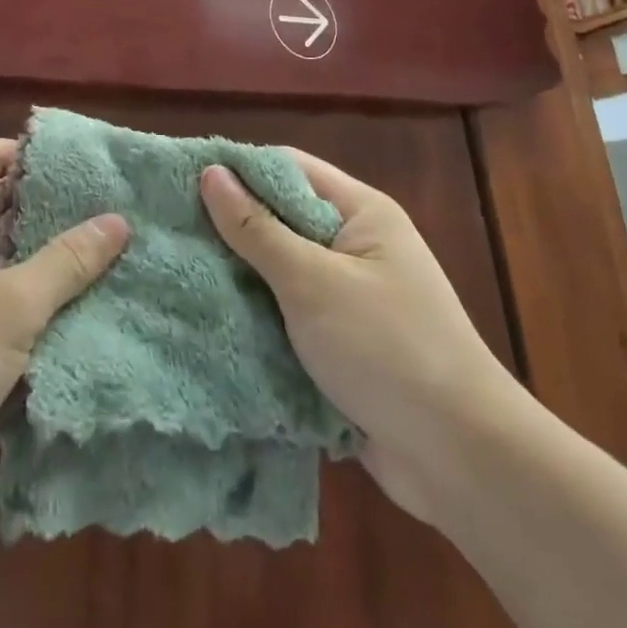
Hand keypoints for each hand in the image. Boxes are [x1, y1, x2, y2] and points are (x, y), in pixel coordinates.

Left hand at [0, 139, 128, 519]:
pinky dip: (10, 297)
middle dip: (47, 214)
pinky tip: (58, 313)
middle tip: (109, 221)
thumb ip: (66, 262)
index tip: (97, 174)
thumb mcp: (9, 310)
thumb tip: (118, 220)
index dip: (43, 160)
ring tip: (98, 263)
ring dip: (33, 261)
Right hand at [201, 154, 515, 526]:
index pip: (290, 169)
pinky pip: (286, 317)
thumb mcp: (313, 281)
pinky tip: (206, 320)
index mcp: (361, 213)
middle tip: (166, 230)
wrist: (460, 458)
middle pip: (282, 220)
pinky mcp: (340, 345)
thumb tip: (212, 174)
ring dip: (238, 277)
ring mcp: (348, 298)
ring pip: (279, 273)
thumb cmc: (387, 348)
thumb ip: (258, 229)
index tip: (179, 179)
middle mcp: (355, 247)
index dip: (237, 170)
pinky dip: (255, 318)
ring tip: (172, 273)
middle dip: (230, 227)